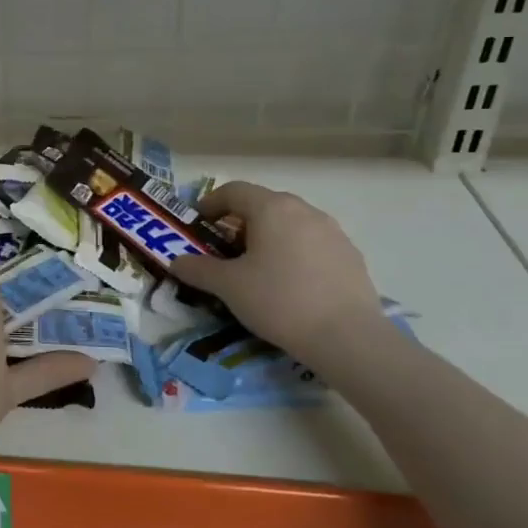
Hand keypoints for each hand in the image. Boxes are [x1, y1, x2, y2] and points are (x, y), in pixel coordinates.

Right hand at [170, 181, 383, 361]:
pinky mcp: (351, 256)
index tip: (198, 222)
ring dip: (268, 237)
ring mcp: (333, 232)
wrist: (347, 337)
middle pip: (264, 205)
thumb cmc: (278, 300)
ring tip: (256, 267)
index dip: (210, 203)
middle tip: (222, 249)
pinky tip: (288, 283)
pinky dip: (293, 253)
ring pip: (290, 224)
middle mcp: (304, 211)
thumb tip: (177, 261)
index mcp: (272, 209)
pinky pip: (312, 244)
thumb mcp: (228, 286)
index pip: (234, 191)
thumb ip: (198, 269)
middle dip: (239, 222)